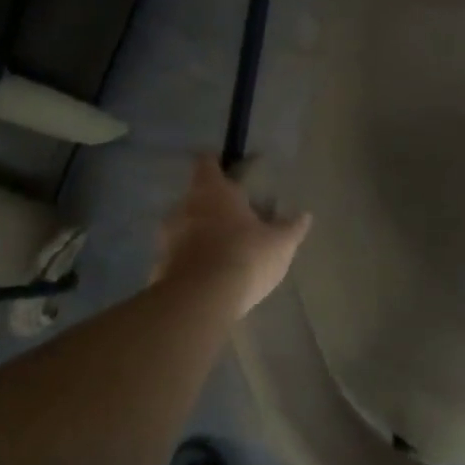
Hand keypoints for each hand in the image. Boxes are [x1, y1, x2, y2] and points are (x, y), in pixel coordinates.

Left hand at [153, 156, 311, 317]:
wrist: (200, 301)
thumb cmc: (244, 257)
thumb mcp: (280, 244)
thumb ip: (291, 228)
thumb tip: (305, 215)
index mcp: (212, 191)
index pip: (207, 163)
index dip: (216, 164)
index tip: (229, 171)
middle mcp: (184, 207)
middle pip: (196, 197)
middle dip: (213, 206)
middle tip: (235, 219)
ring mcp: (167, 238)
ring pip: (184, 227)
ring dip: (199, 234)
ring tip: (222, 251)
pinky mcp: (159, 267)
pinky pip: (177, 257)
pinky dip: (190, 262)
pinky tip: (208, 277)